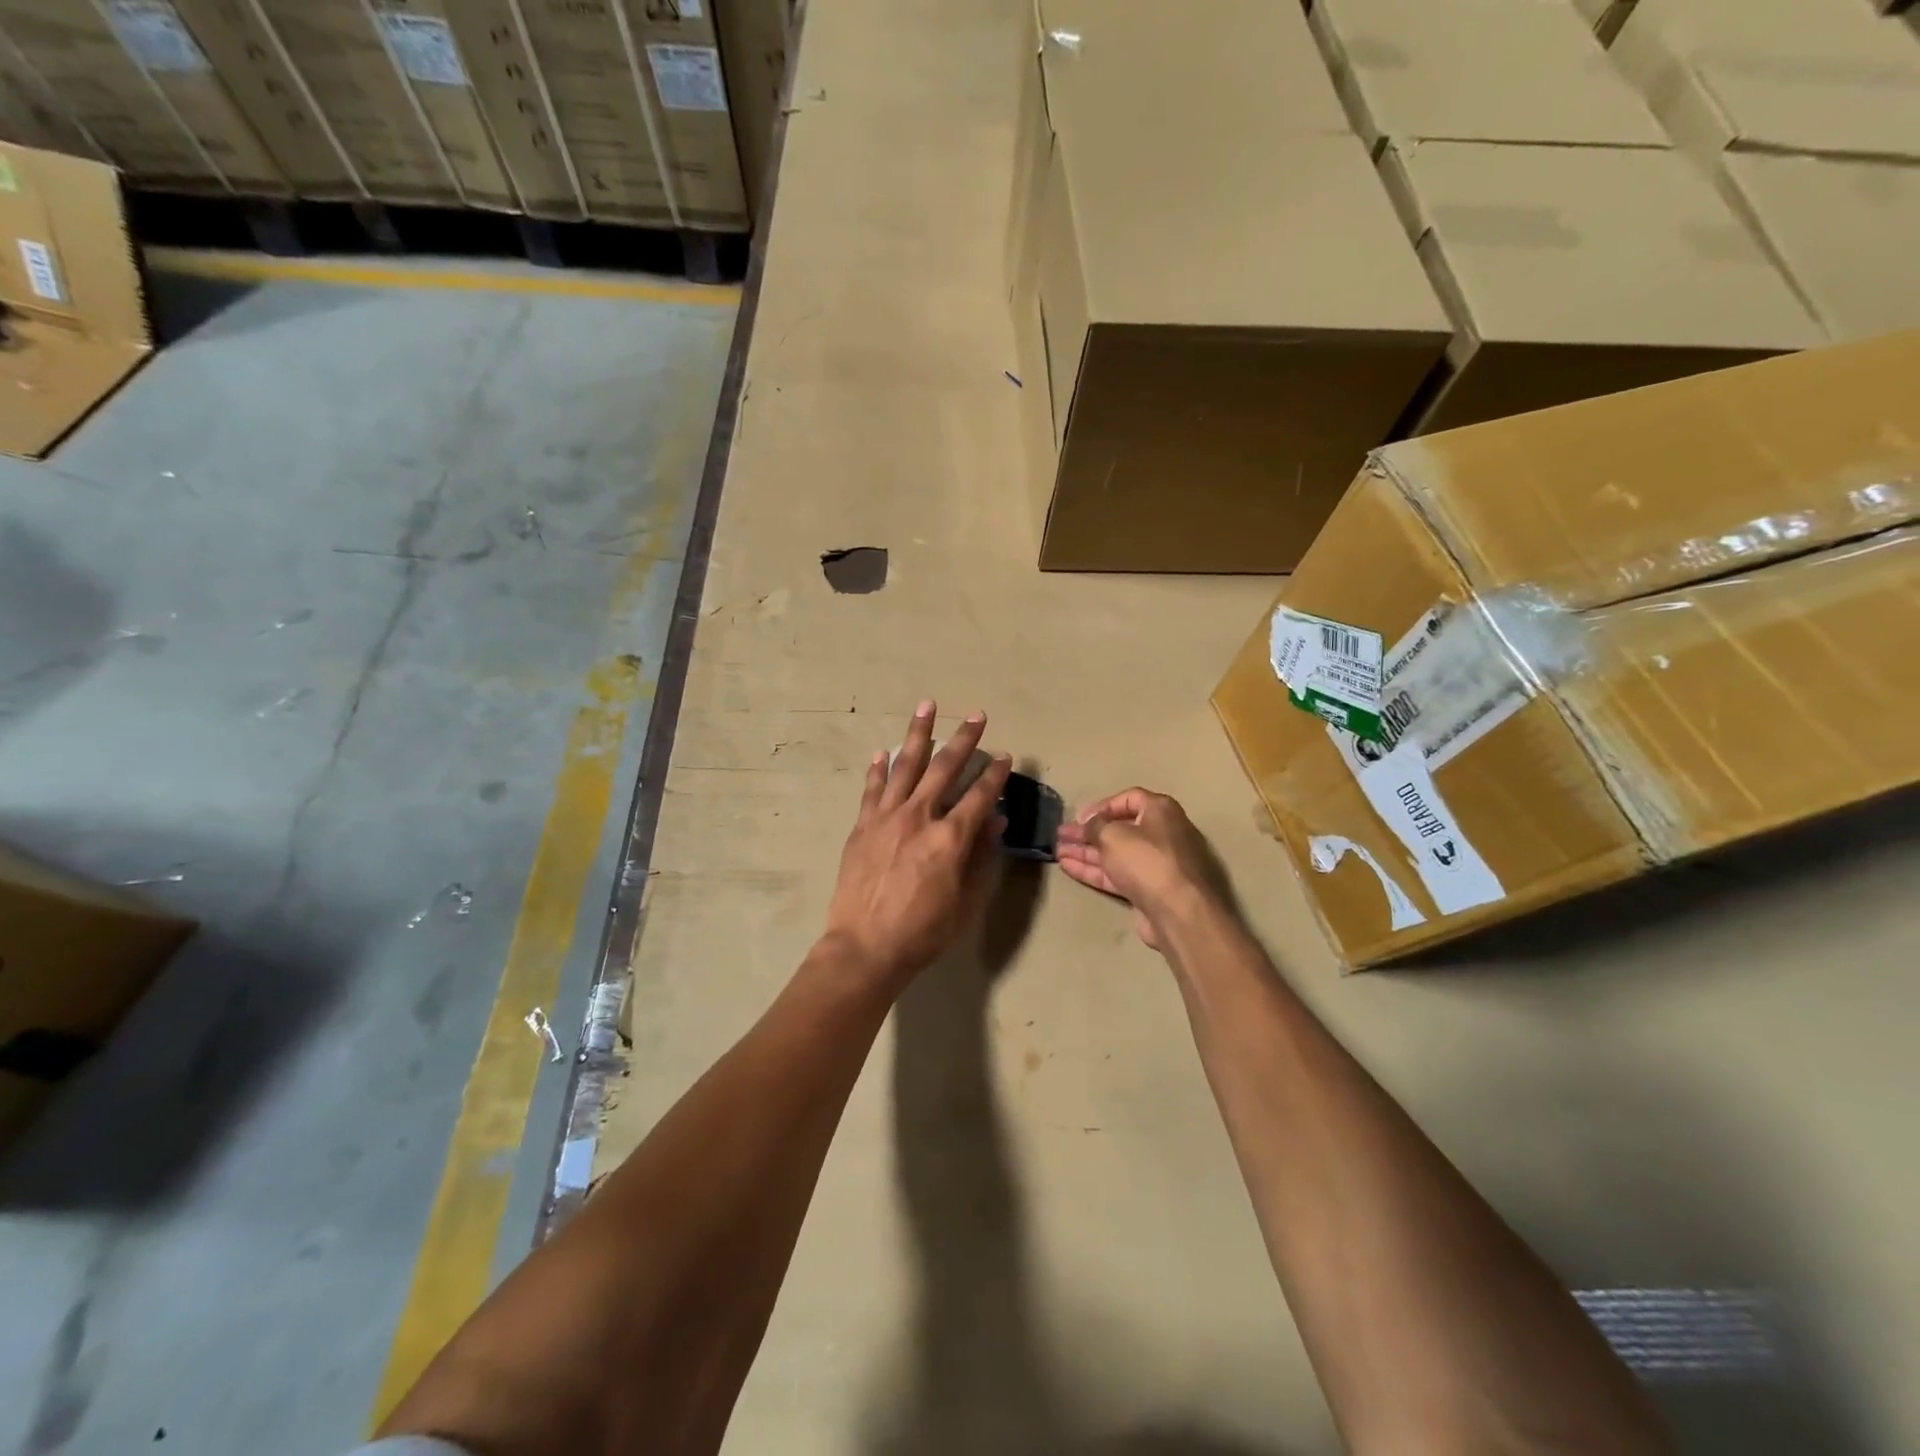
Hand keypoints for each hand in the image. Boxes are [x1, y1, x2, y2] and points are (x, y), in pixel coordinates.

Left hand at [821, 701, 1010, 986]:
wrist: (865, 947)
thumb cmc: (923, 932)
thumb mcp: (965, 902)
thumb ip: (981, 857)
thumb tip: (996, 820)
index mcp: (949, 838)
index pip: (979, 796)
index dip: (995, 775)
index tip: (1005, 756)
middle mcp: (919, 817)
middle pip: (944, 769)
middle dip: (963, 740)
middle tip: (976, 715)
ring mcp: (886, 818)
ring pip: (905, 766)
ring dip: (918, 734)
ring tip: (927, 706)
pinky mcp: (862, 826)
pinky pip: (872, 789)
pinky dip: (878, 769)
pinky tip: (883, 751)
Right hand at [1055, 788, 1220, 949]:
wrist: (1177, 911)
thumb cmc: (1147, 860)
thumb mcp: (1113, 835)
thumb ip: (1095, 826)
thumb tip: (1090, 825)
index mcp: (1160, 811)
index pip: (1128, 799)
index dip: (1101, 806)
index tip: (1079, 817)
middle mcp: (1162, 834)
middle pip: (1119, 828)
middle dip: (1088, 832)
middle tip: (1061, 835)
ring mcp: (1155, 864)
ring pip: (1115, 853)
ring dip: (1086, 852)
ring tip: (1057, 851)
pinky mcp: (1148, 889)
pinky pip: (1117, 874)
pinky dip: (1094, 870)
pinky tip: (1068, 867)